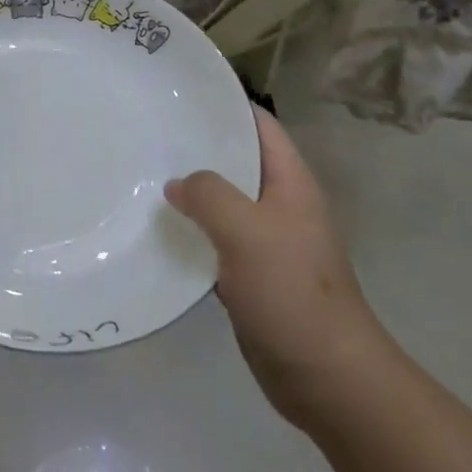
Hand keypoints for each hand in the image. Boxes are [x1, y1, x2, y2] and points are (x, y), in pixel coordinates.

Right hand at [166, 107, 382, 430]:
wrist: (326, 376)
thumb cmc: (291, 292)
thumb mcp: (246, 231)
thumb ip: (209, 195)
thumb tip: (178, 184)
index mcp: (291, 183)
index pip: (260, 125)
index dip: (225, 105)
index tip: (180, 95)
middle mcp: (281, 205)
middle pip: (238, 161)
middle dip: (199, 147)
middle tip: (150, 135)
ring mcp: (268, 241)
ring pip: (225, 202)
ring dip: (193, 192)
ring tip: (145, 176)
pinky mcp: (253, 275)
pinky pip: (218, 240)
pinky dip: (193, 232)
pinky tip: (160, 231)